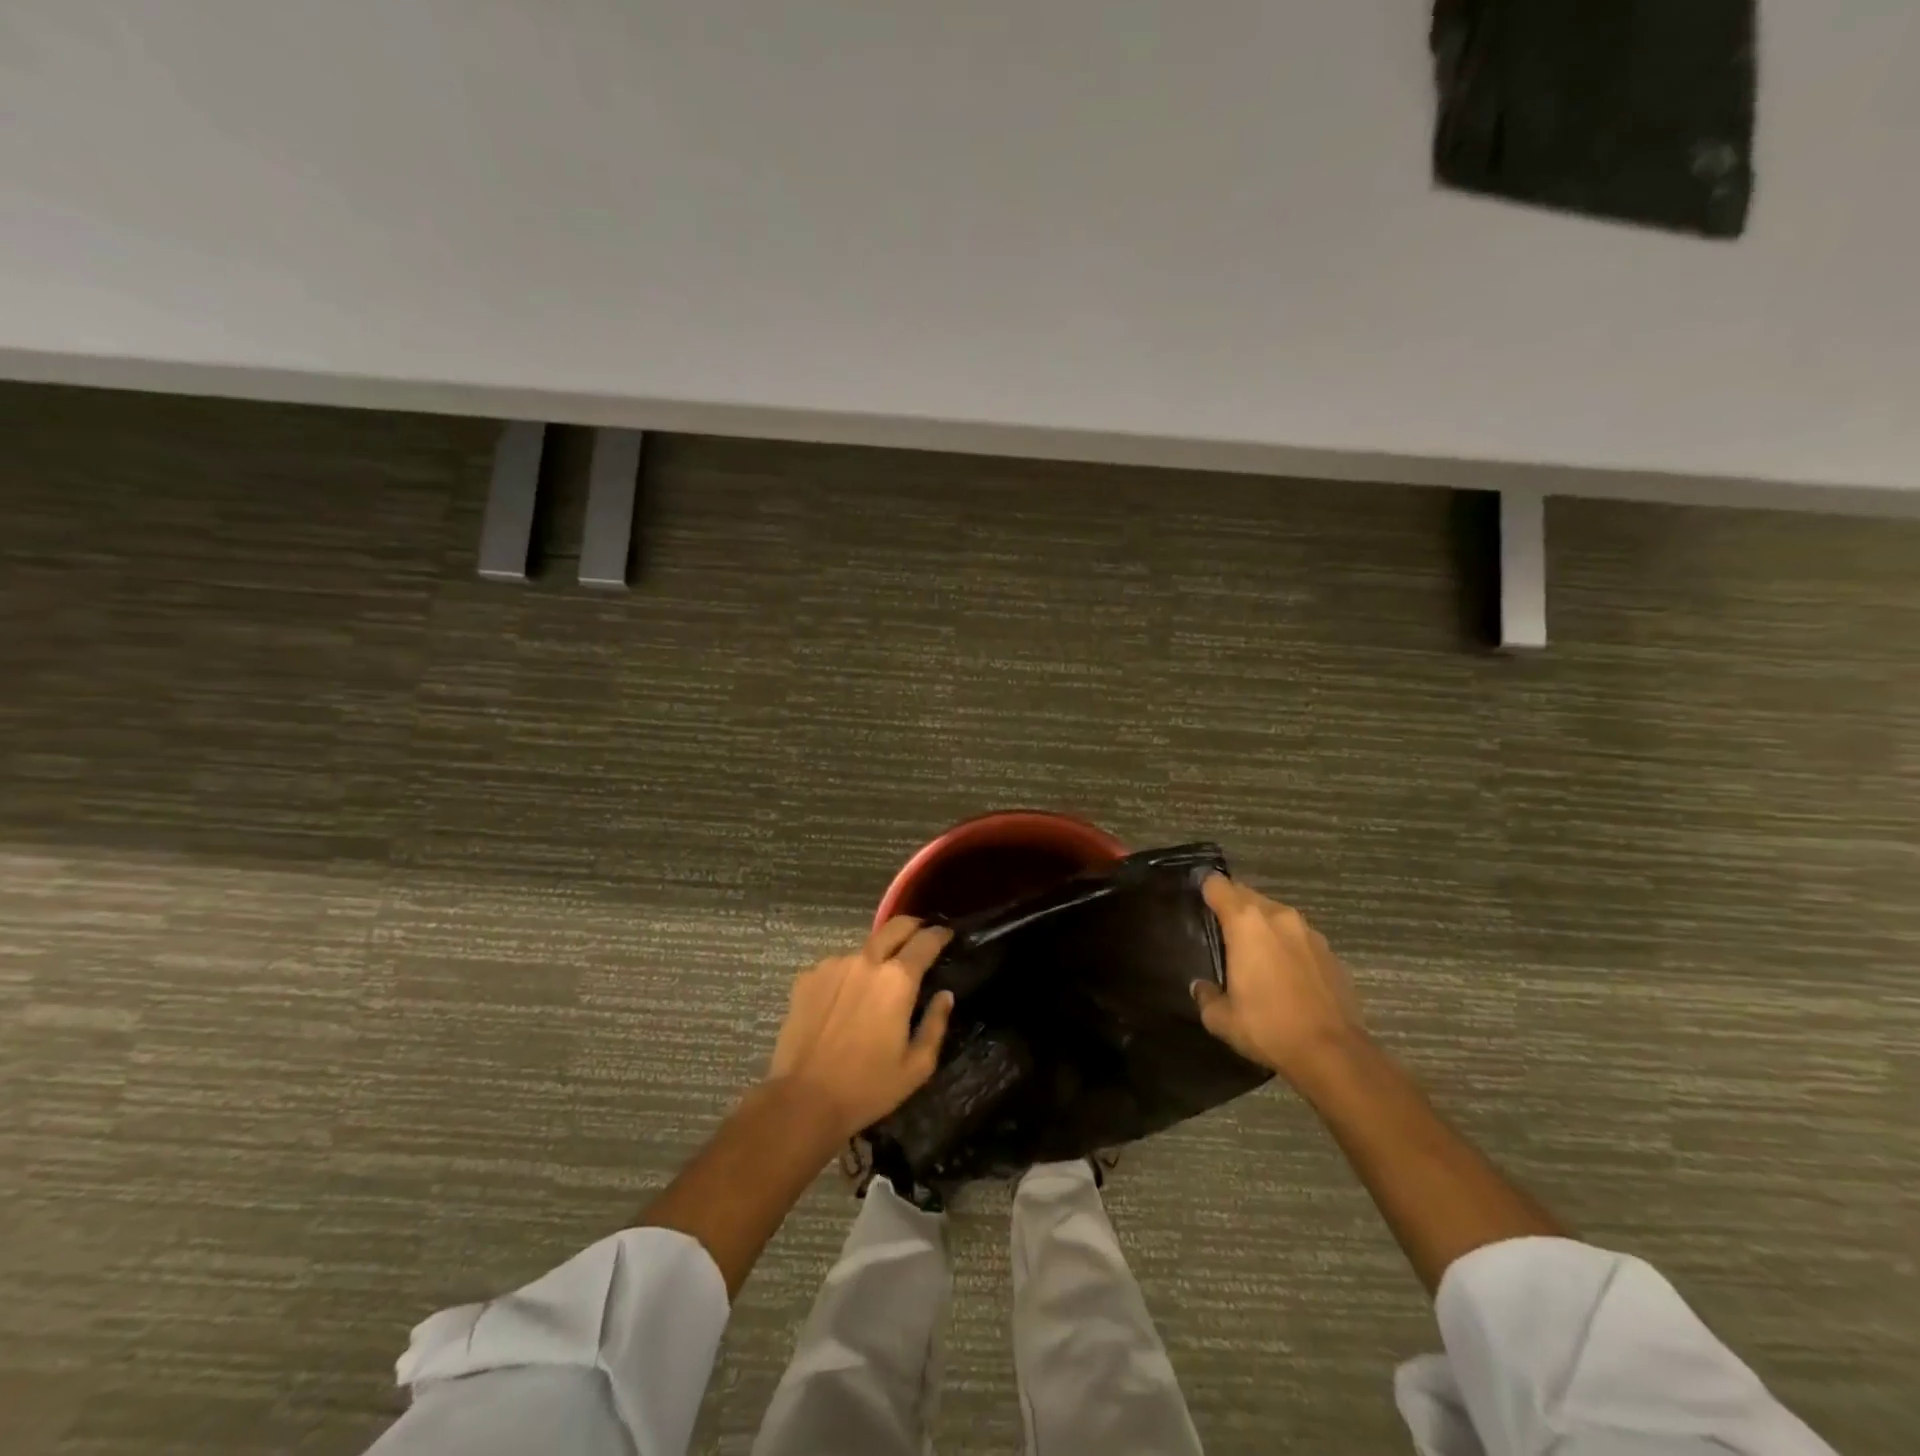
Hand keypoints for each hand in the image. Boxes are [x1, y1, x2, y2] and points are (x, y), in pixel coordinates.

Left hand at [767, 916, 955, 1141]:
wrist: (803, 1100)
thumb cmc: (868, 1087)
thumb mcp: (917, 1066)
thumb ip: (936, 1024)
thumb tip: (945, 995)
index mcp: (897, 980)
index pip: (926, 940)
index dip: (940, 934)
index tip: (947, 935)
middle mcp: (866, 961)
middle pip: (894, 927)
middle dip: (912, 926)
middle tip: (919, 936)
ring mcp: (833, 965)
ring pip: (864, 950)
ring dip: (876, 958)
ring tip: (875, 984)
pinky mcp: (807, 977)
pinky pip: (837, 967)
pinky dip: (848, 976)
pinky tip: (844, 1002)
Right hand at [1192, 874, 1365, 1080]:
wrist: (1333, 1053)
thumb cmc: (1268, 1027)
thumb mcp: (1221, 1018)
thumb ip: (1206, 995)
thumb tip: (1201, 987)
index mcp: (1246, 923)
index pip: (1217, 885)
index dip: (1205, 891)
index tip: (1198, 905)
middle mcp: (1278, 916)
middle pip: (1247, 895)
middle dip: (1233, 907)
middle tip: (1222, 933)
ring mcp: (1308, 932)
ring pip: (1275, 914)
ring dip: (1262, 926)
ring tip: (1255, 954)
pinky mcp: (1330, 952)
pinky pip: (1298, 937)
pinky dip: (1287, 946)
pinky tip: (1285, 975)